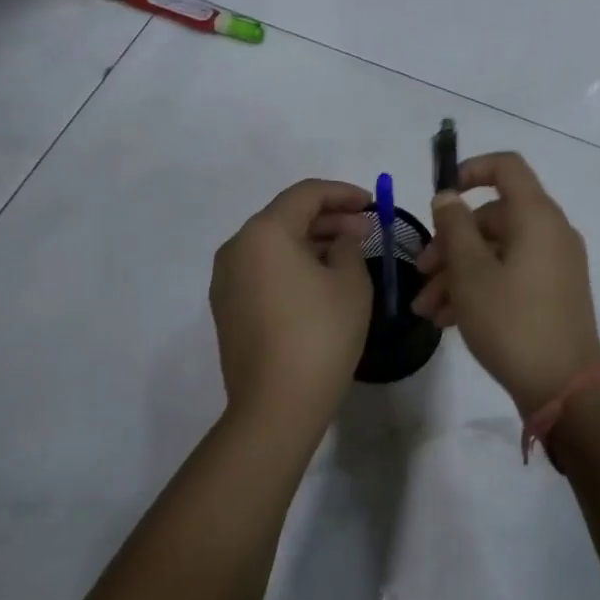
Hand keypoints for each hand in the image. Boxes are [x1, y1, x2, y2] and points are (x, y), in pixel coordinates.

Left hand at [210, 179, 374, 442]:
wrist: (276, 406)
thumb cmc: (320, 334)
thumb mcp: (350, 282)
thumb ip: (348, 246)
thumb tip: (341, 237)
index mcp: (265, 232)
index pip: (307, 194)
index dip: (343, 193)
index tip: (372, 204)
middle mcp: (237, 247)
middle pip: (286, 216)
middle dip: (329, 218)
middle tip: (365, 230)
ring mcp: (226, 280)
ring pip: (273, 243)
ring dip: (311, 241)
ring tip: (348, 253)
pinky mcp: (227, 307)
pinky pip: (263, 269)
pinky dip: (292, 264)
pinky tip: (321, 279)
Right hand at [413, 153, 599, 414]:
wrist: (564, 387)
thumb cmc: (511, 321)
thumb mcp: (470, 273)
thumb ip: (454, 227)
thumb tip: (448, 196)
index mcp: (536, 216)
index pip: (506, 167)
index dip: (471, 170)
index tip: (442, 196)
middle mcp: (550, 232)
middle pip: (493, 217)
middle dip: (450, 242)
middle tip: (421, 274)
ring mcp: (554, 263)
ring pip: (496, 251)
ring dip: (458, 273)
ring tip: (426, 309)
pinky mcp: (552, 292)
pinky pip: (510, 274)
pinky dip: (480, 287)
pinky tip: (448, 320)